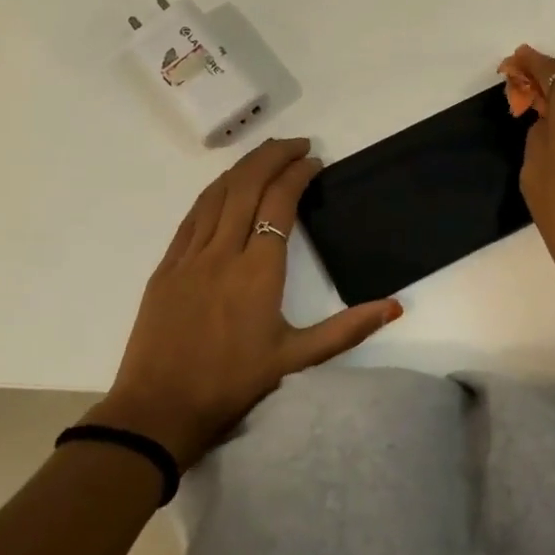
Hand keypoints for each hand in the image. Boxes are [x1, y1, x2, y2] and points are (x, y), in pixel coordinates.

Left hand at [85, 137, 401, 467]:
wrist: (158, 411)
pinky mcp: (167, 266)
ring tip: (266, 154)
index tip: (314, 161)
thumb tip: (395, 307)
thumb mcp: (296, 360)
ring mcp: (190, 256)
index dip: (298, 174)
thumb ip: (347, 329)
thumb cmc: (232, 385)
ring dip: (243, 167)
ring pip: (217, 194)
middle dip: (273, 156)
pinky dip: (213, 191)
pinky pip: (193, 215)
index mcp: (258, 271)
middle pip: (247, 185)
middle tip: (297, 144)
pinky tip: (224, 186)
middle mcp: (223, 252)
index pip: (279, 203)